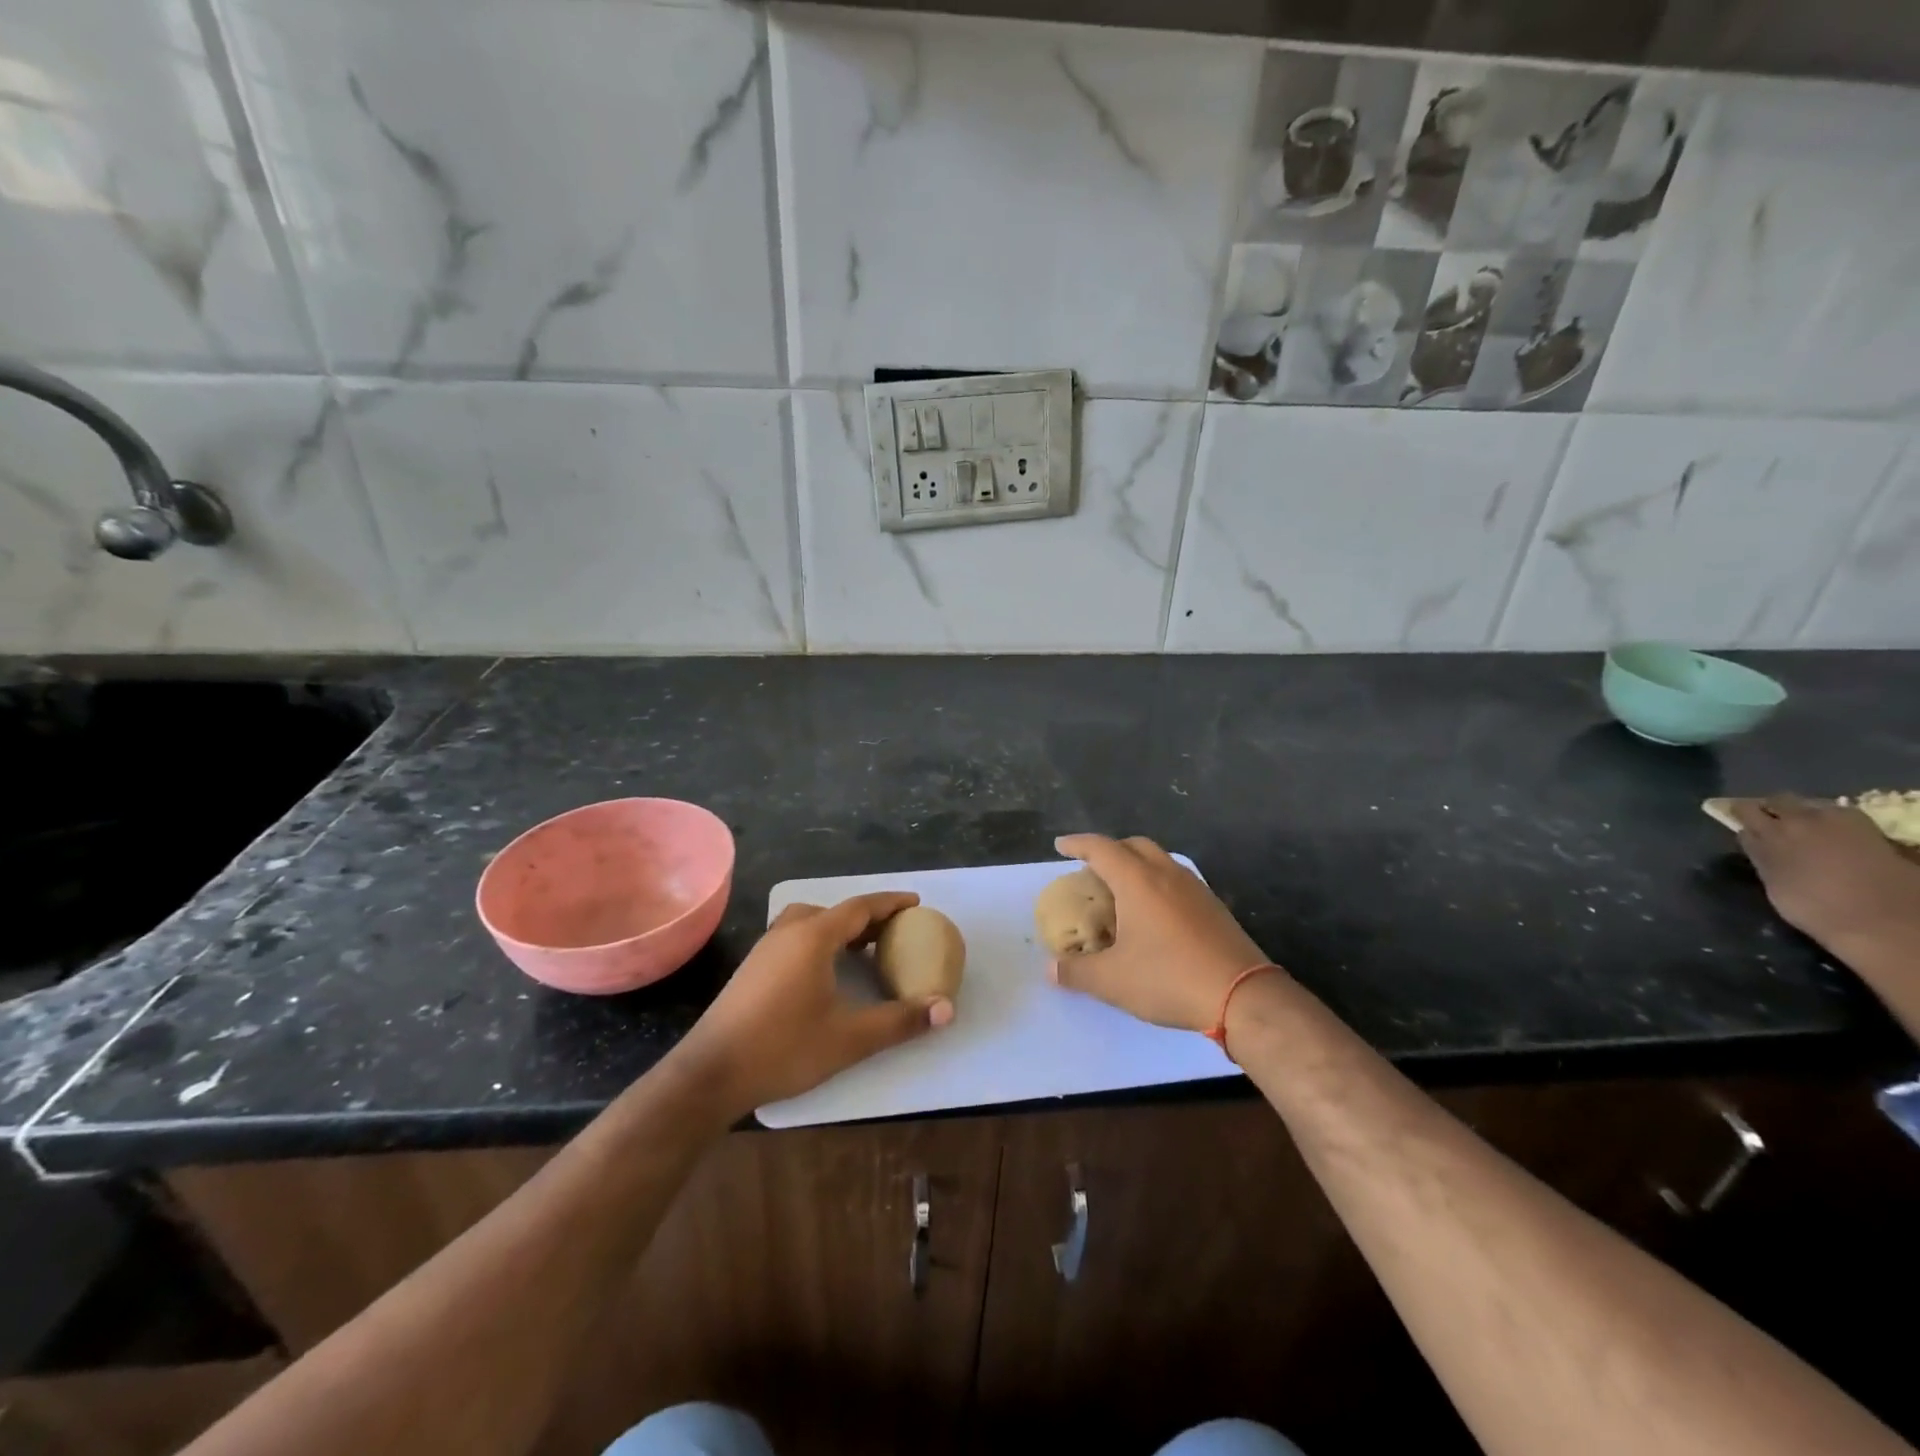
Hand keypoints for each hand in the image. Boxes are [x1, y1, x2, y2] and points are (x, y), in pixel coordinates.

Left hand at [674, 893, 953, 1114]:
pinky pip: (795, 936)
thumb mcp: (849, 1038)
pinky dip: (819, 939)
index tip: (915, 903)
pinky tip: (825, 970)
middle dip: (867, 916)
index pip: (860, 907)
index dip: (890, 903)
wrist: (710, 1073)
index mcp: (813, 937)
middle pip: (835, 911)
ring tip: (862, 948)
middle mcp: (788, 932)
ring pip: (810, 922)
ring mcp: (766, 949)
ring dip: (839, 927)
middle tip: (894, 931)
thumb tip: (946, 1009)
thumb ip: (899, 1021)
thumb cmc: (783, 1048)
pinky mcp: (752, 968)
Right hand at [1049, 834, 1270, 1032]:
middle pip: (1133, 845)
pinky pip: (1176, 880)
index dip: (1077, 844)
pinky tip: (1153, 914)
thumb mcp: (1112, 980)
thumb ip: (1076, 971)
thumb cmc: (1169, 978)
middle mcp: (1166, 874)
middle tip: (1091, 868)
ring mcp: (1194, 888)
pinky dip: (1156, 883)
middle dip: (1109, 850)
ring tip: (1120, 890)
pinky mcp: (1213, 906)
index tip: (1060, 845)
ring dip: (1136, 865)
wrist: (1242, 996)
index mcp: (1137, 881)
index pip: (1101, 848)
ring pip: (1159, 860)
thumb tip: (1051, 969)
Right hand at [1730, 796, 1919, 952]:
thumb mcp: (1774, 883)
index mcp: (1769, 833)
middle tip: (1769, 821)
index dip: (1737, 814)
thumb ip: (1760, 855)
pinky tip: (1833, 833)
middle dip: (1771, 808)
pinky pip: (1839, 813)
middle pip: (1778, 801)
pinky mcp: (1868, 827)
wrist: (1882, 919)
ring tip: (1802, 827)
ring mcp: (1836, 821)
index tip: (1735, 819)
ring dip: (1802, 811)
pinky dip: (1831, 818)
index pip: (1744, 811)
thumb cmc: (1815, 907)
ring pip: (1810, 804)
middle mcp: (1800, 820)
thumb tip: (1749, 836)